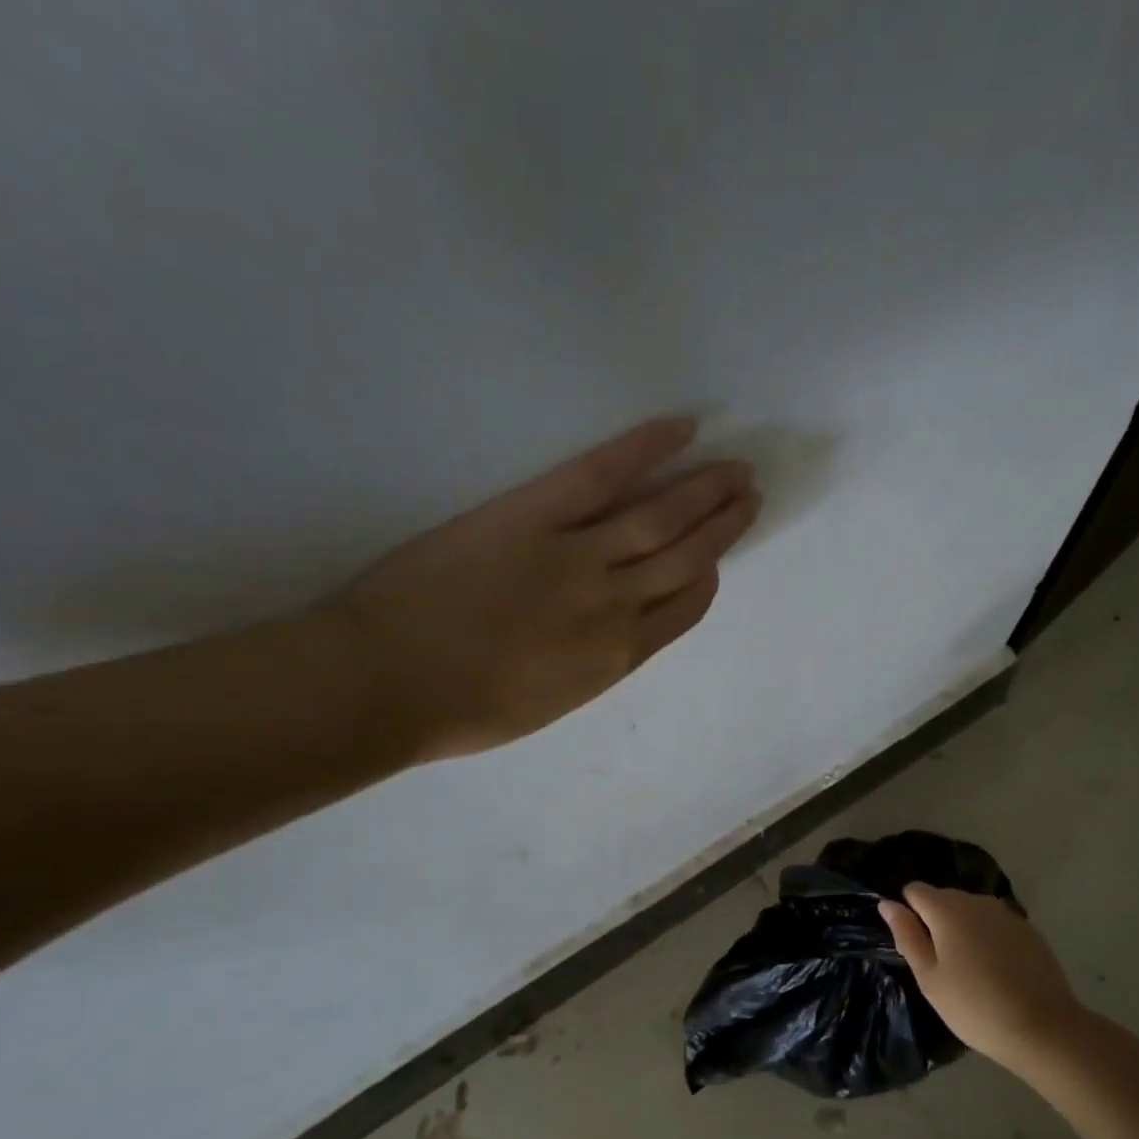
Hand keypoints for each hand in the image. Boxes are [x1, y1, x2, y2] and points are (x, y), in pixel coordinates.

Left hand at [323, 416, 758, 760]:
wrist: (388, 684)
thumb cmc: (460, 709)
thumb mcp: (549, 703)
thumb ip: (593, 665)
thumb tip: (615, 632)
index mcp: (617, 656)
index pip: (685, 608)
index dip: (708, 578)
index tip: (717, 560)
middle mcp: (616, 604)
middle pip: (688, 556)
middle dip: (725, 526)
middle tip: (750, 496)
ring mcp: (579, 556)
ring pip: (663, 517)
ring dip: (706, 490)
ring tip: (736, 469)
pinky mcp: (534, 514)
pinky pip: (602, 475)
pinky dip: (645, 449)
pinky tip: (681, 429)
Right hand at [878, 884, 1085, 1075]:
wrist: (1043, 1028)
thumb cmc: (974, 1006)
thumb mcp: (929, 977)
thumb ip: (907, 935)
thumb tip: (887, 904)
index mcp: (946, 908)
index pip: (915, 890)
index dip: (909, 914)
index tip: (917, 947)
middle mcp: (976, 900)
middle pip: (944, 898)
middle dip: (936, 922)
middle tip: (941, 967)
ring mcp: (1006, 913)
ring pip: (971, 911)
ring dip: (963, 930)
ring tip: (970, 971)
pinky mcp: (1028, 929)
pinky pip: (995, 925)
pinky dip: (989, 939)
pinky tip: (997, 972)